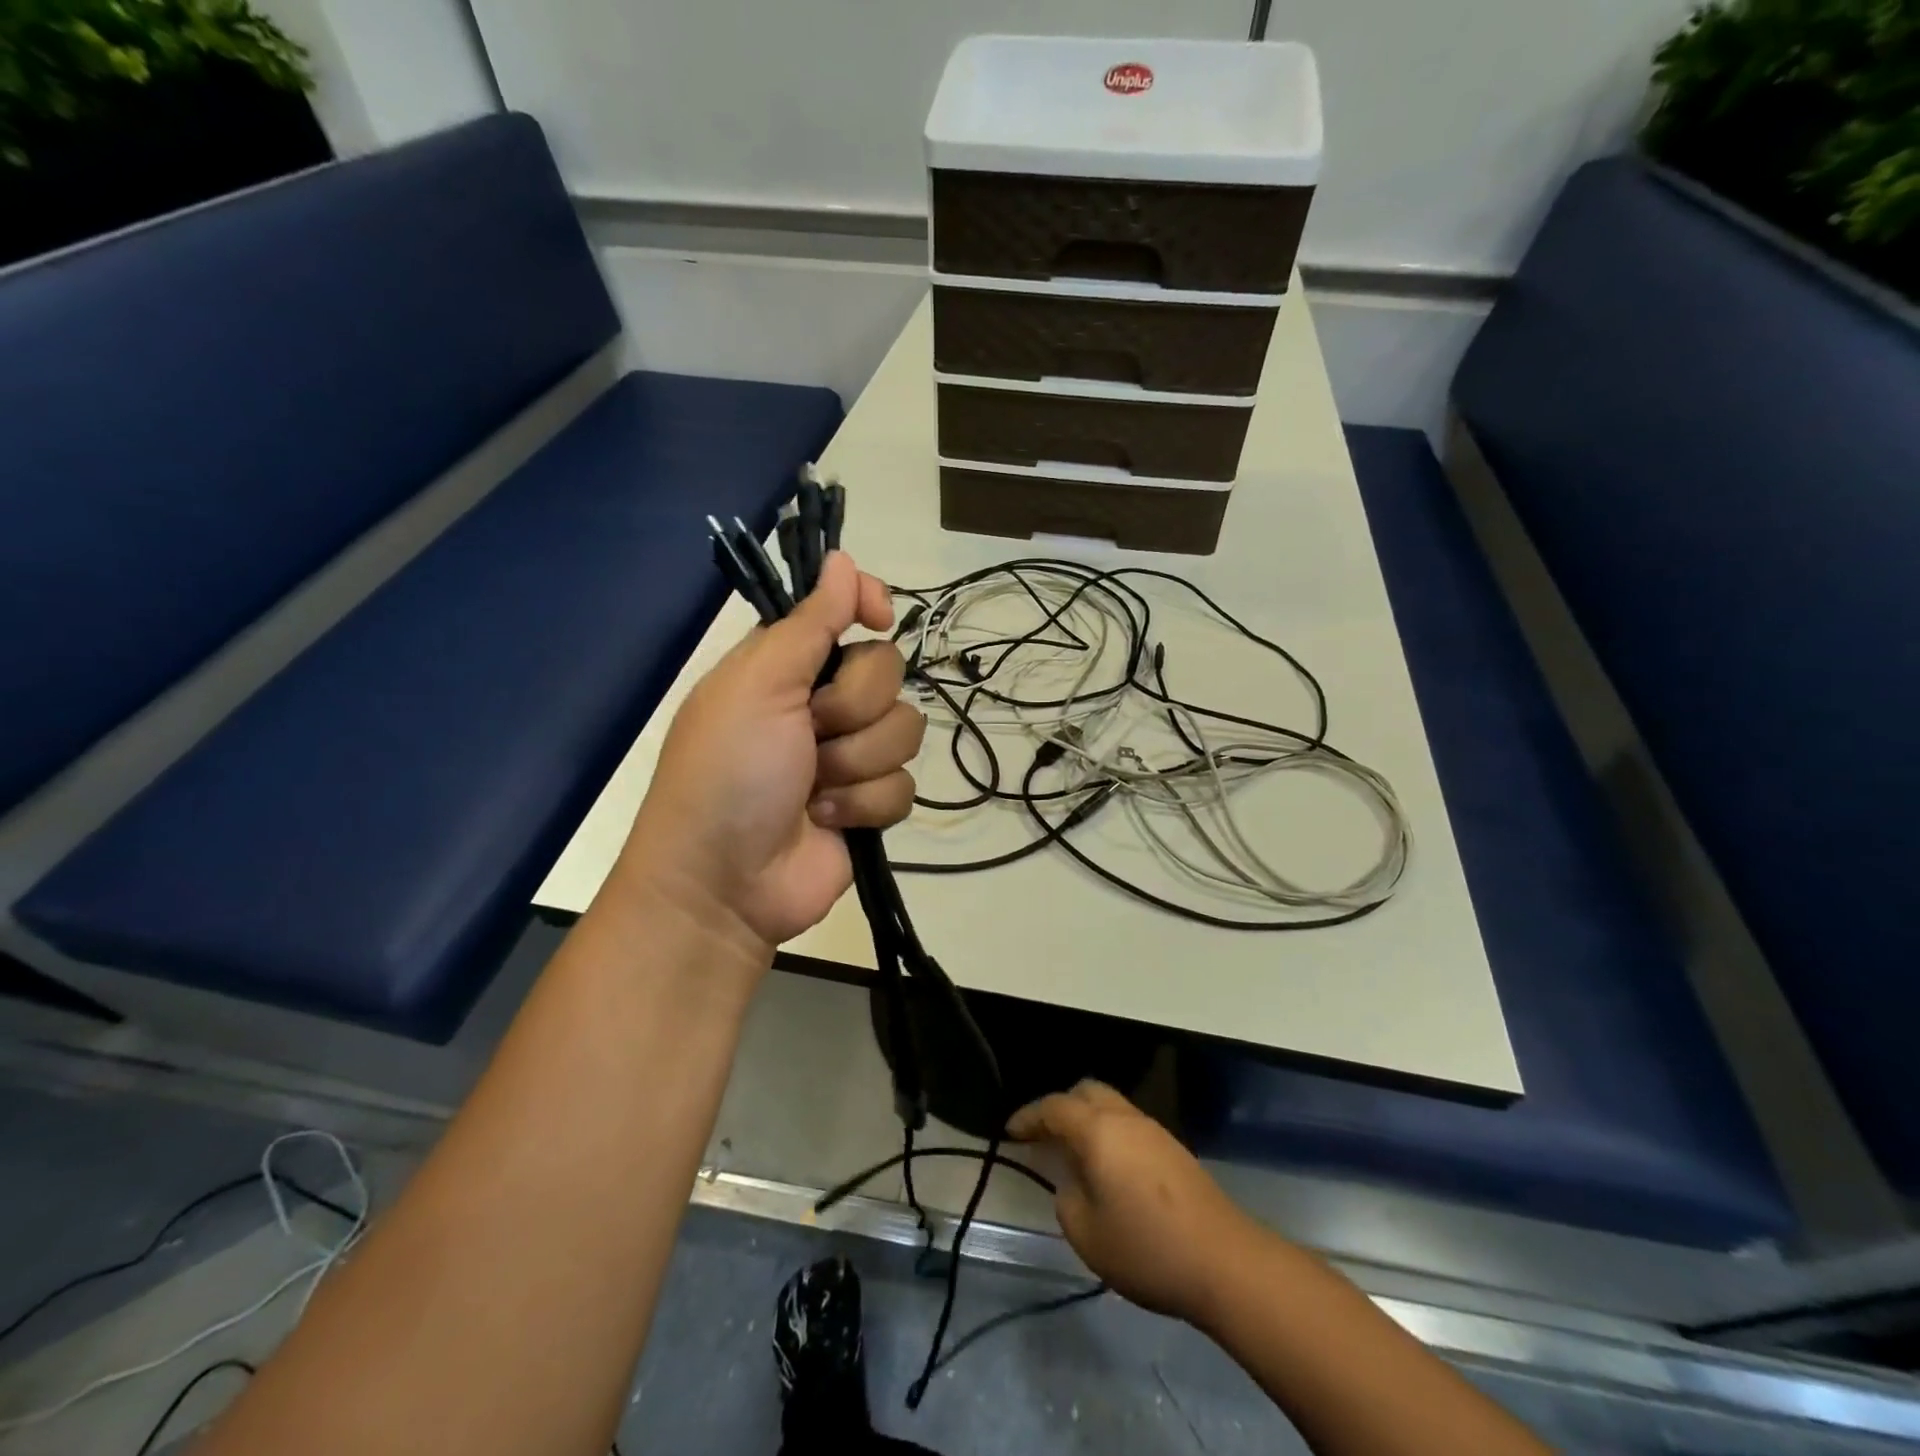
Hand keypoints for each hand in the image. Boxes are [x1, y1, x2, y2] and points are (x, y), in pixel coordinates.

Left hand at [612, 551, 924, 954]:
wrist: (725, 884)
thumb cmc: (727, 773)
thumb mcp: (758, 687)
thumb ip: (808, 624)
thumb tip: (844, 559)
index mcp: (787, 665)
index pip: (845, 612)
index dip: (868, 606)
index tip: (879, 616)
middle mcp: (821, 703)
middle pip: (888, 672)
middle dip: (852, 708)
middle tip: (810, 733)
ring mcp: (848, 755)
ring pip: (904, 730)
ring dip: (856, 763)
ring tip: (812, 789)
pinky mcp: (868, 803)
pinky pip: (903, 786)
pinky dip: (864, 804)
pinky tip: (827, 820)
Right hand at [1008, 1080, 1257, 1324]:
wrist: (1225, 1261)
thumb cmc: (1147, 1248)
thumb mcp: (1087, 1235)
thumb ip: (1067, 1201)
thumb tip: (1072, 1183)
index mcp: (1098, 1130)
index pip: (1054, 1108)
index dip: (1028, 1116)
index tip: (1010, 1131)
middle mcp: (1125, 1118)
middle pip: (1086, 1092)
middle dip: (1060, 1107)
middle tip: (1043, 1135)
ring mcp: (1154, 1130)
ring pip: (1111, 1106)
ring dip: (1088, 1120)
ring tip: (1074, 1153)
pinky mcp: (1174, 1149)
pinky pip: (1129, 1125)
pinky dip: (1109, 1134)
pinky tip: (1109, 1167)